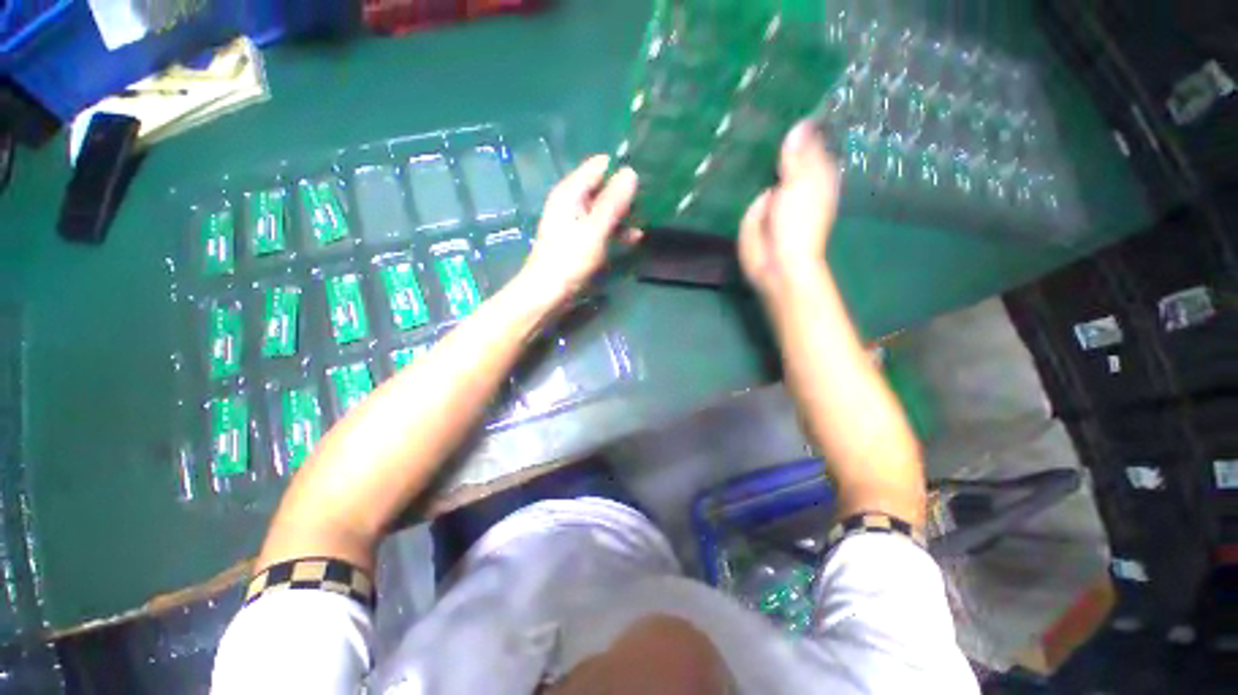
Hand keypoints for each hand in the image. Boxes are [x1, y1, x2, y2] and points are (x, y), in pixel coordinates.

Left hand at [516, 155, 641, 308]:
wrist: (548, 293)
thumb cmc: (569, 259)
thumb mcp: (595, 229)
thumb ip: (613, 202)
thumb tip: (631, 171)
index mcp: (570, 192)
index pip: (599, 166)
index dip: (621, 169)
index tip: (645, 179)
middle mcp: (572, 202)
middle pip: (603, 187)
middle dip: (625, 193)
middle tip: (650, 201)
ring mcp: (576, 222)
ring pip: (604, 209)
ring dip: (624, 214)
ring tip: (646, 220)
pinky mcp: (580, 240)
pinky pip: (602, 227)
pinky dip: (616, 231)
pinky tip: (634, 238)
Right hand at [738, 121, 841, 301]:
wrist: (774, 260)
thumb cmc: (797, 224)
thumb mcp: (801, 184)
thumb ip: (798, 156)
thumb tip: (801, 123)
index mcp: (816, 175)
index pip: (812, 143)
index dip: (804, 124)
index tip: (790, 97)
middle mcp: (795, 181)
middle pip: (787, 152)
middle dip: (777, 135)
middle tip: (761, 103)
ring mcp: (772, 194)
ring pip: (765, 166)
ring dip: (757, 151)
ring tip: (744, 120)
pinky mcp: (753, 206)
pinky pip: (748, 183)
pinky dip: (742, 171)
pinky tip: (732, 151)